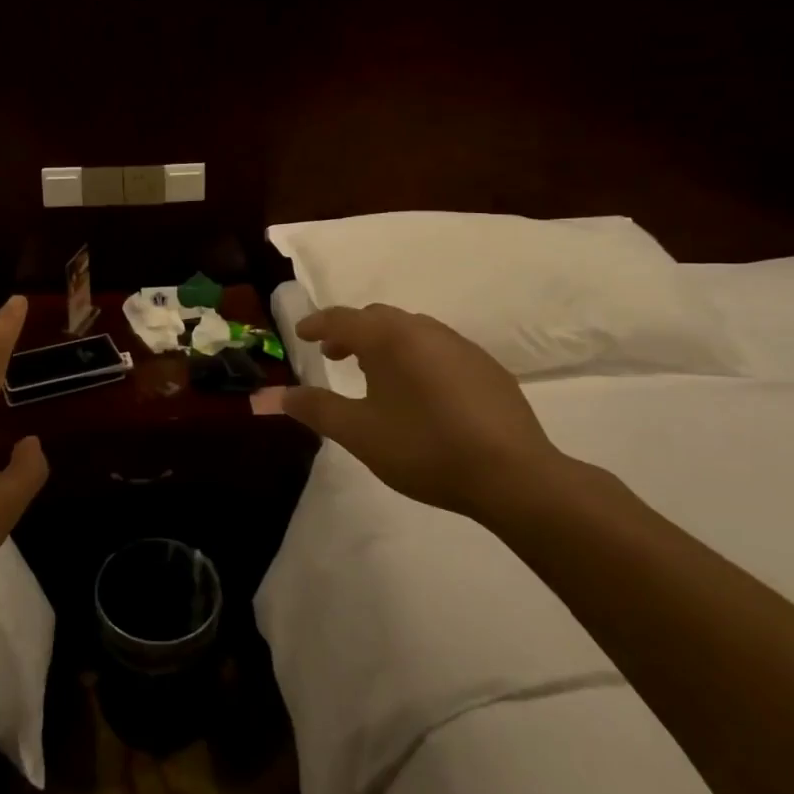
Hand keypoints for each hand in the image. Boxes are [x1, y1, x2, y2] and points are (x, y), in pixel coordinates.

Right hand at [284, 303, 566, 525]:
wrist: (514, 475)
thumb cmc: (425, 449)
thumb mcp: (360, 434)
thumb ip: (317, 409)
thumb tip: (279, 395)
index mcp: (389, 338)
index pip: (342, 319)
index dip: (317, 324)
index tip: (301, 334)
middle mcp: (424, 330)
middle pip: (377, 318)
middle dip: (350, 332)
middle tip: (334, 355)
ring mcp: (460, 346)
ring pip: (410, 330)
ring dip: (385, 343)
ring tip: (375, 374)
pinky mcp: (487, 367)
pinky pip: (439, 348)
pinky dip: (416, 356)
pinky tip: (421, 392)